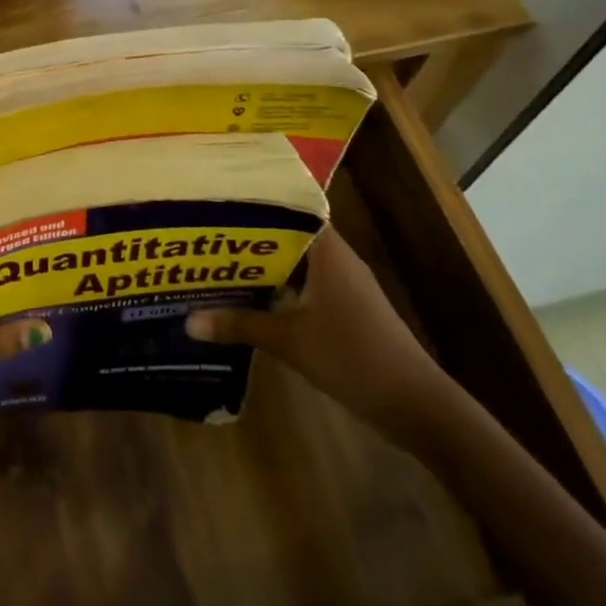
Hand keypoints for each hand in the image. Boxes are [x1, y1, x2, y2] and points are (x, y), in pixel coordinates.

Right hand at [186, 227, 452, 437]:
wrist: (416, 406)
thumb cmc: (353, 356)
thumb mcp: (289, 341)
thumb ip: (239, 325)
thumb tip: (188, 320)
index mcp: (327, 250)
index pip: (289, 207)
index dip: (256, 202)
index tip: (220, 199)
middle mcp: (336, 259)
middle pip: (288, 235)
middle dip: (250, 236)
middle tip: (206, 232)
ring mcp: (344, 286)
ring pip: (296, 263)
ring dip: (264, 265)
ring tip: (218, 262)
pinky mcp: (347, 310)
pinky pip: (305, 286)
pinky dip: (280, 288)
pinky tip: (251, 299)